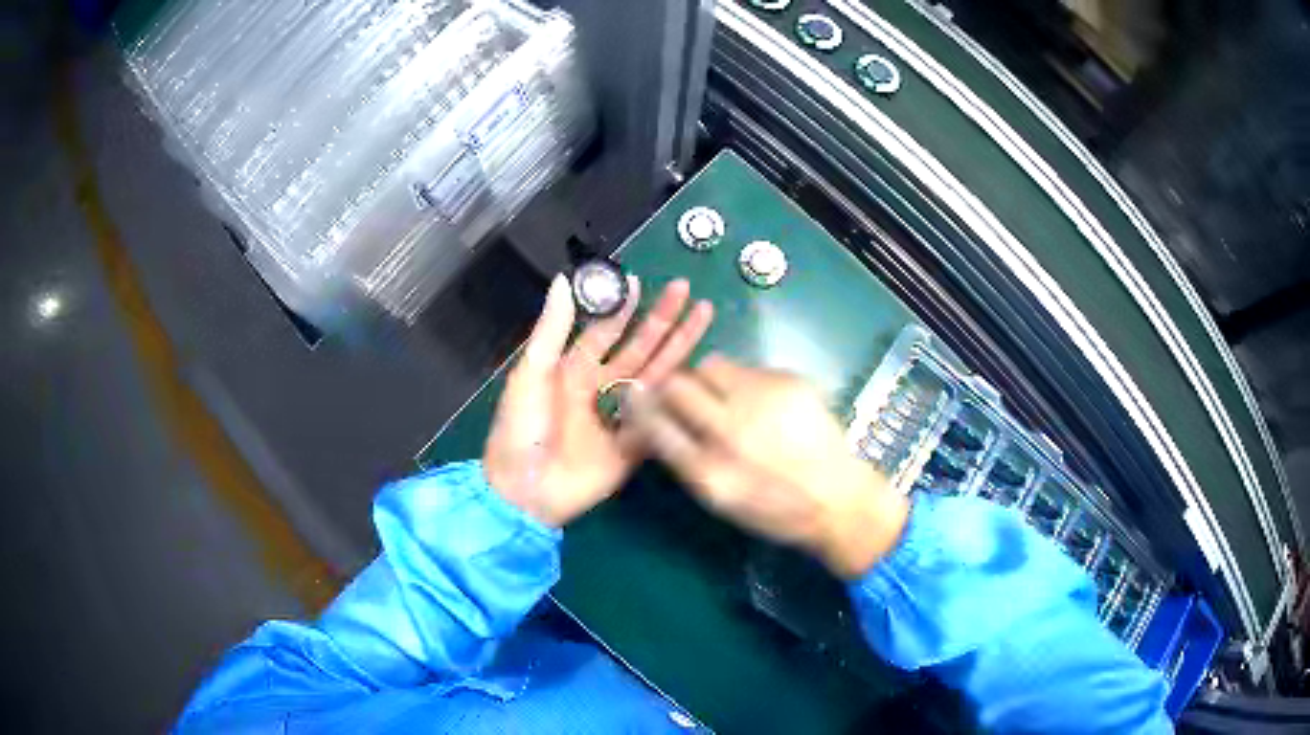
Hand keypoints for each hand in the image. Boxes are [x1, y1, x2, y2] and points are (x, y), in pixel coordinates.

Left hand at [484, 274, 713, 526]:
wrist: (526, 491)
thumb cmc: (522, 428)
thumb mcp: (531, 374)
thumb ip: (551, 329)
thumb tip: (563, 280)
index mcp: (572, 369)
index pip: (604, 331)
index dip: (622, 307)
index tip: (642, 282)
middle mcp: (600, 387)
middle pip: (638, 347)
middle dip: (662, 319)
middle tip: (685, 290)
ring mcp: (620, 416)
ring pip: (656, 375)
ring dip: (679, 347)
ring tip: (704, 316)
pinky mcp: (634, 445)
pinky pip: (660, 417)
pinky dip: (677, 398)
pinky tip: (699, 373)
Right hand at [626, 356, 909, 577]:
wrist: (838, 499)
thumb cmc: (775, 510)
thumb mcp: (721, 500)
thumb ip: (684, 460)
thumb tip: (655, 422)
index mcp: (709, 471)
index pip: (655, 424)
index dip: (642, 409)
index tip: (639, 401)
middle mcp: (731, 430)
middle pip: (677, 385)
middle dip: (672, 387)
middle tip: (683, 396)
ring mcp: (763, 400)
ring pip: (711, 365)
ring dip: (708, 379)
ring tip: (727, 398)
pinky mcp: (790, 382)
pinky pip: (749, 367)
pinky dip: (745, 382)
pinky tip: (764, 405)